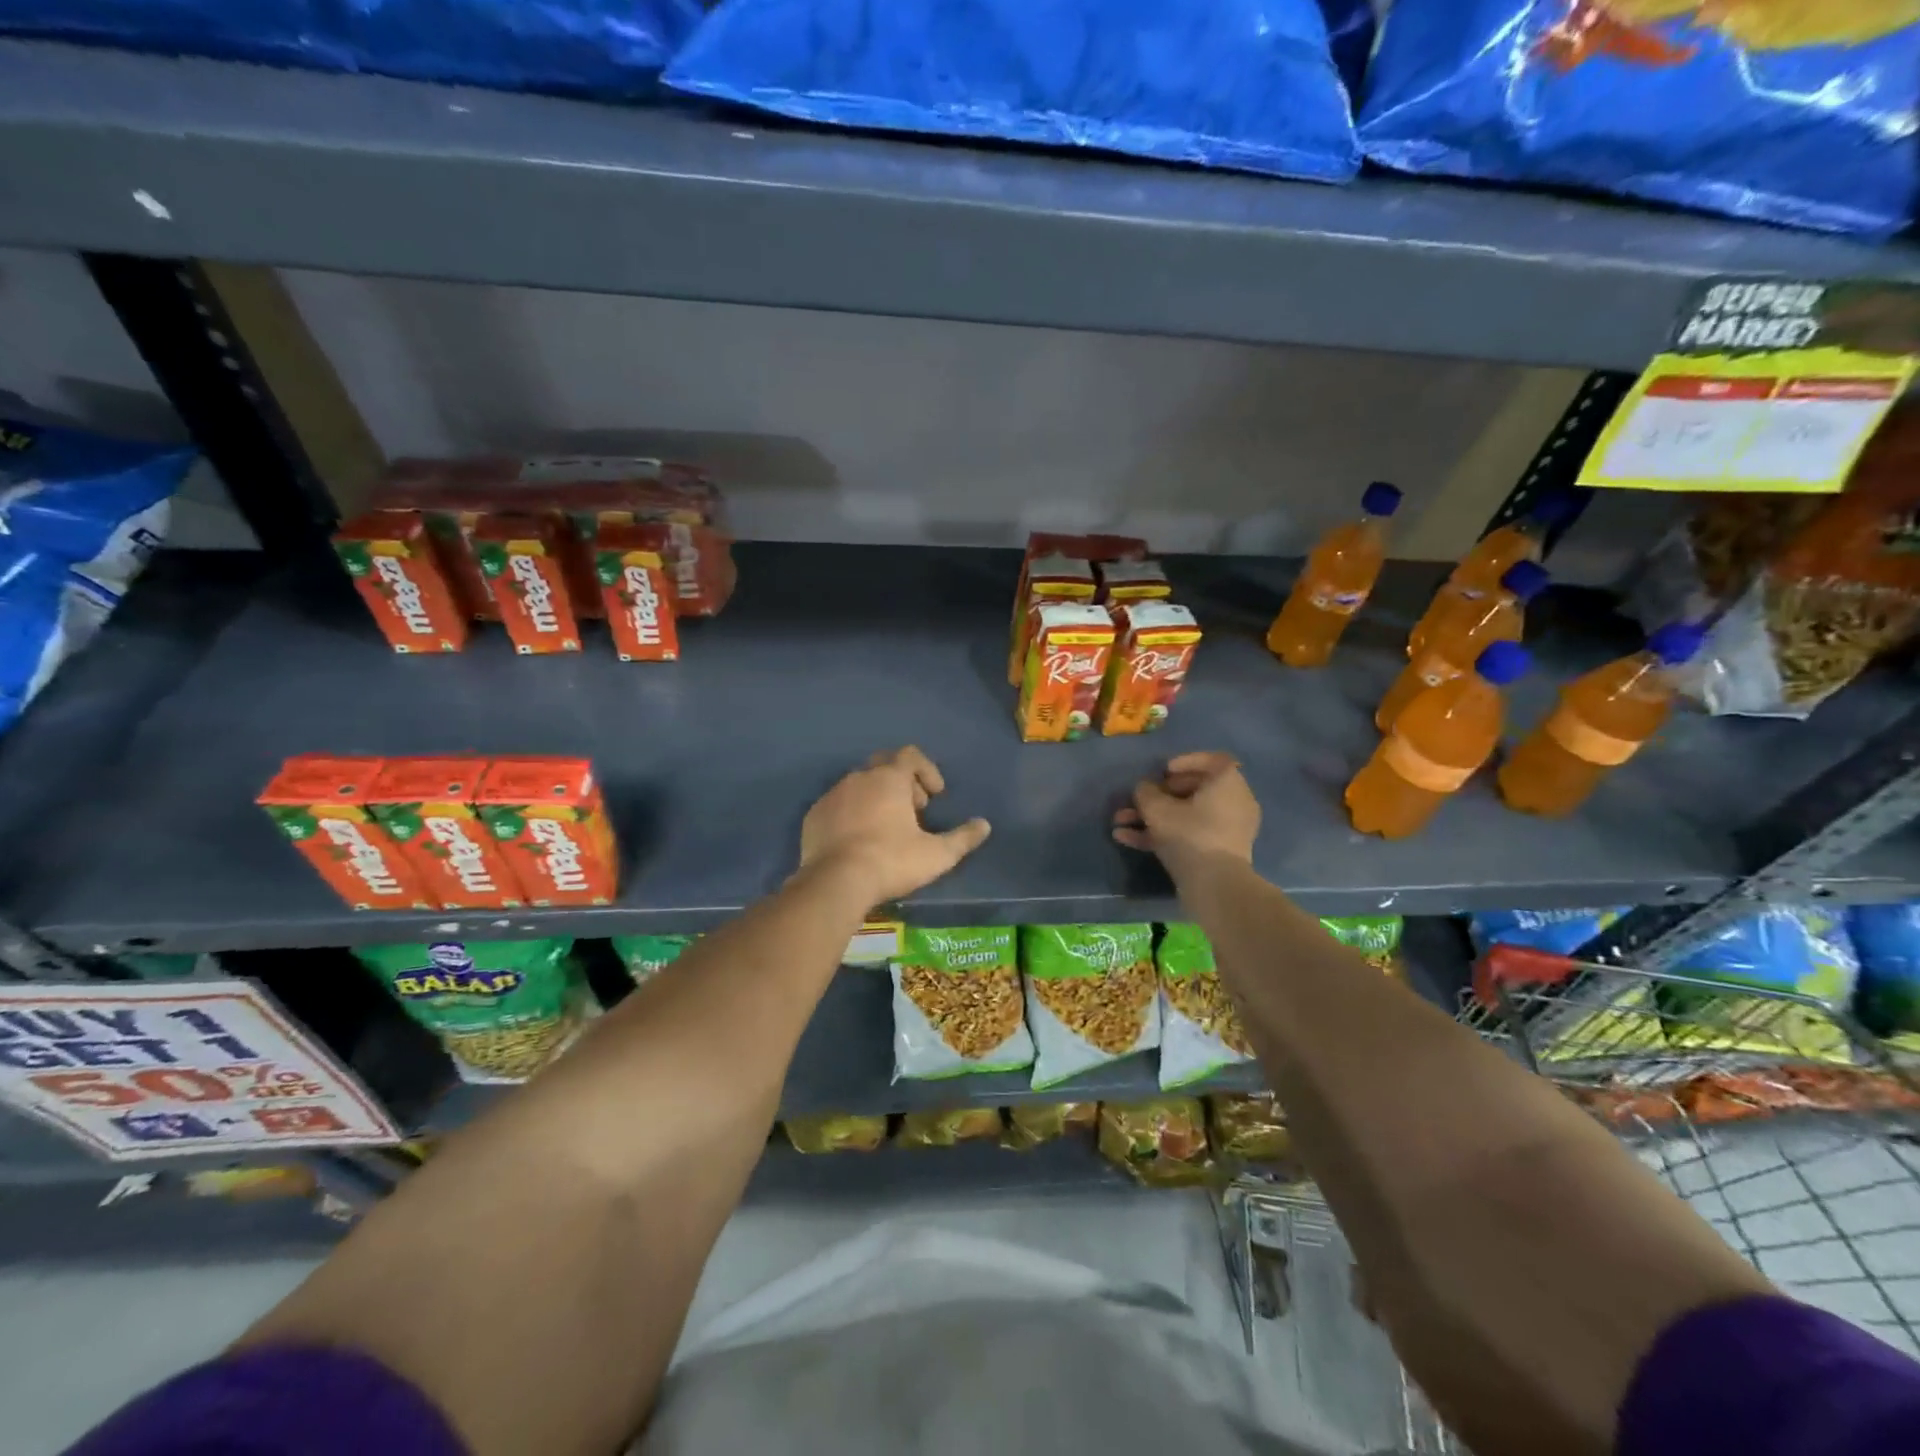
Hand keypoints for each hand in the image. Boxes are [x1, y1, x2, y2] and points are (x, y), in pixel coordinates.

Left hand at [799, 747, 990, 904]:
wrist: (834, 882)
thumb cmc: (891, 861)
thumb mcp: (937, 855)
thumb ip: (963, 838)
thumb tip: (984, 825)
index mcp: (889, 778)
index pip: (911, 755)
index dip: (927, 770)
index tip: (935, 795)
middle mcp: (859, 778)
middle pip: (884, 765)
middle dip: (903, 781)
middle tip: (914, 810)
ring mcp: (833, 795)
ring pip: (859, 784)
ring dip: (877, 797)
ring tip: (887, 828)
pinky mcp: (814, 815)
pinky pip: (838, 804)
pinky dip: (853, 813)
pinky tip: (858, 840)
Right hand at [1112, 752, 1259, 880]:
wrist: (1215, 886)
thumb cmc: (1190, 835)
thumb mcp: (1157, 809)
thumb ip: (1145, 792)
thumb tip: (1144, 789)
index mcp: (1227, 783)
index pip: (1213, 761)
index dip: (1185, 762)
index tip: (1163, 771)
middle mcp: (1233, 802)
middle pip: (1193, 790)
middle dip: (1157, 795)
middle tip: (1135, 800)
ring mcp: (1226, 830)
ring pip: (1185, 815)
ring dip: (1152, 817)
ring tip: (1119, 823)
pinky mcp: (1218, 852)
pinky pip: (1189, 834)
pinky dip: (1162, 835)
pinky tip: (1127, 839)